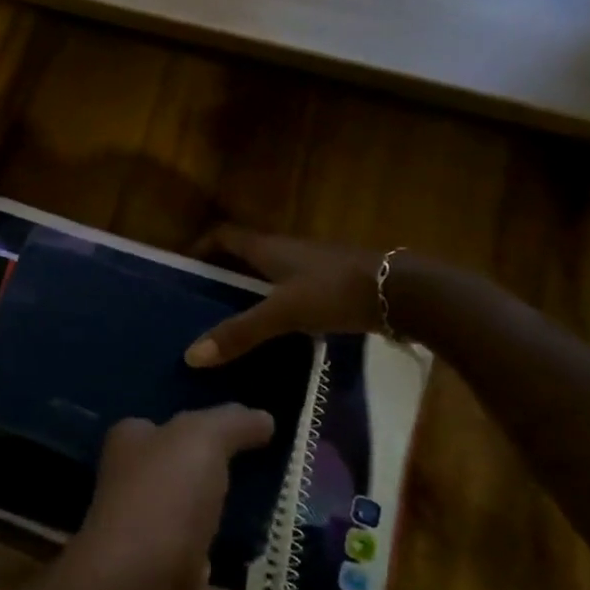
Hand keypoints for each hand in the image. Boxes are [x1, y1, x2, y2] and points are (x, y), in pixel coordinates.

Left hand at [61, 405, 274, 589]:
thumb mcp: (199, 440)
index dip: (200, 423)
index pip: (162, 426)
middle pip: (185, 475)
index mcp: (131, 448)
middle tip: (286, 469)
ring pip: (203, 522)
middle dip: (223, 474)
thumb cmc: (161, 500)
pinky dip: (245, 568)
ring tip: (295, 512)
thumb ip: (230, 424)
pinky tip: (285, 561)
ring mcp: (157, 544)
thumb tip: (264, 417)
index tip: (249, 426)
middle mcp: (138, 492)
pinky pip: (221, 571)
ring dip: (237, 521)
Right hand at [183, 226, 384, 367]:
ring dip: (249, 290)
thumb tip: (191, 355)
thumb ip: (240, 333)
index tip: (183, 270)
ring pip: (269, 273)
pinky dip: (277, 304)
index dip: (200, 247)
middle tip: (200, 302)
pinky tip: (276, 331)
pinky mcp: (334, 284)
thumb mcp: (283, 313)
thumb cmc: (336, 292)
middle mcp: (287, 250)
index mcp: (268, 248)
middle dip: (221, 273)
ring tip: (232, 321)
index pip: (223, 235)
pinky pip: (292, 290)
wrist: (406, 293)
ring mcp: (313, 266)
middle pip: (244, 254)